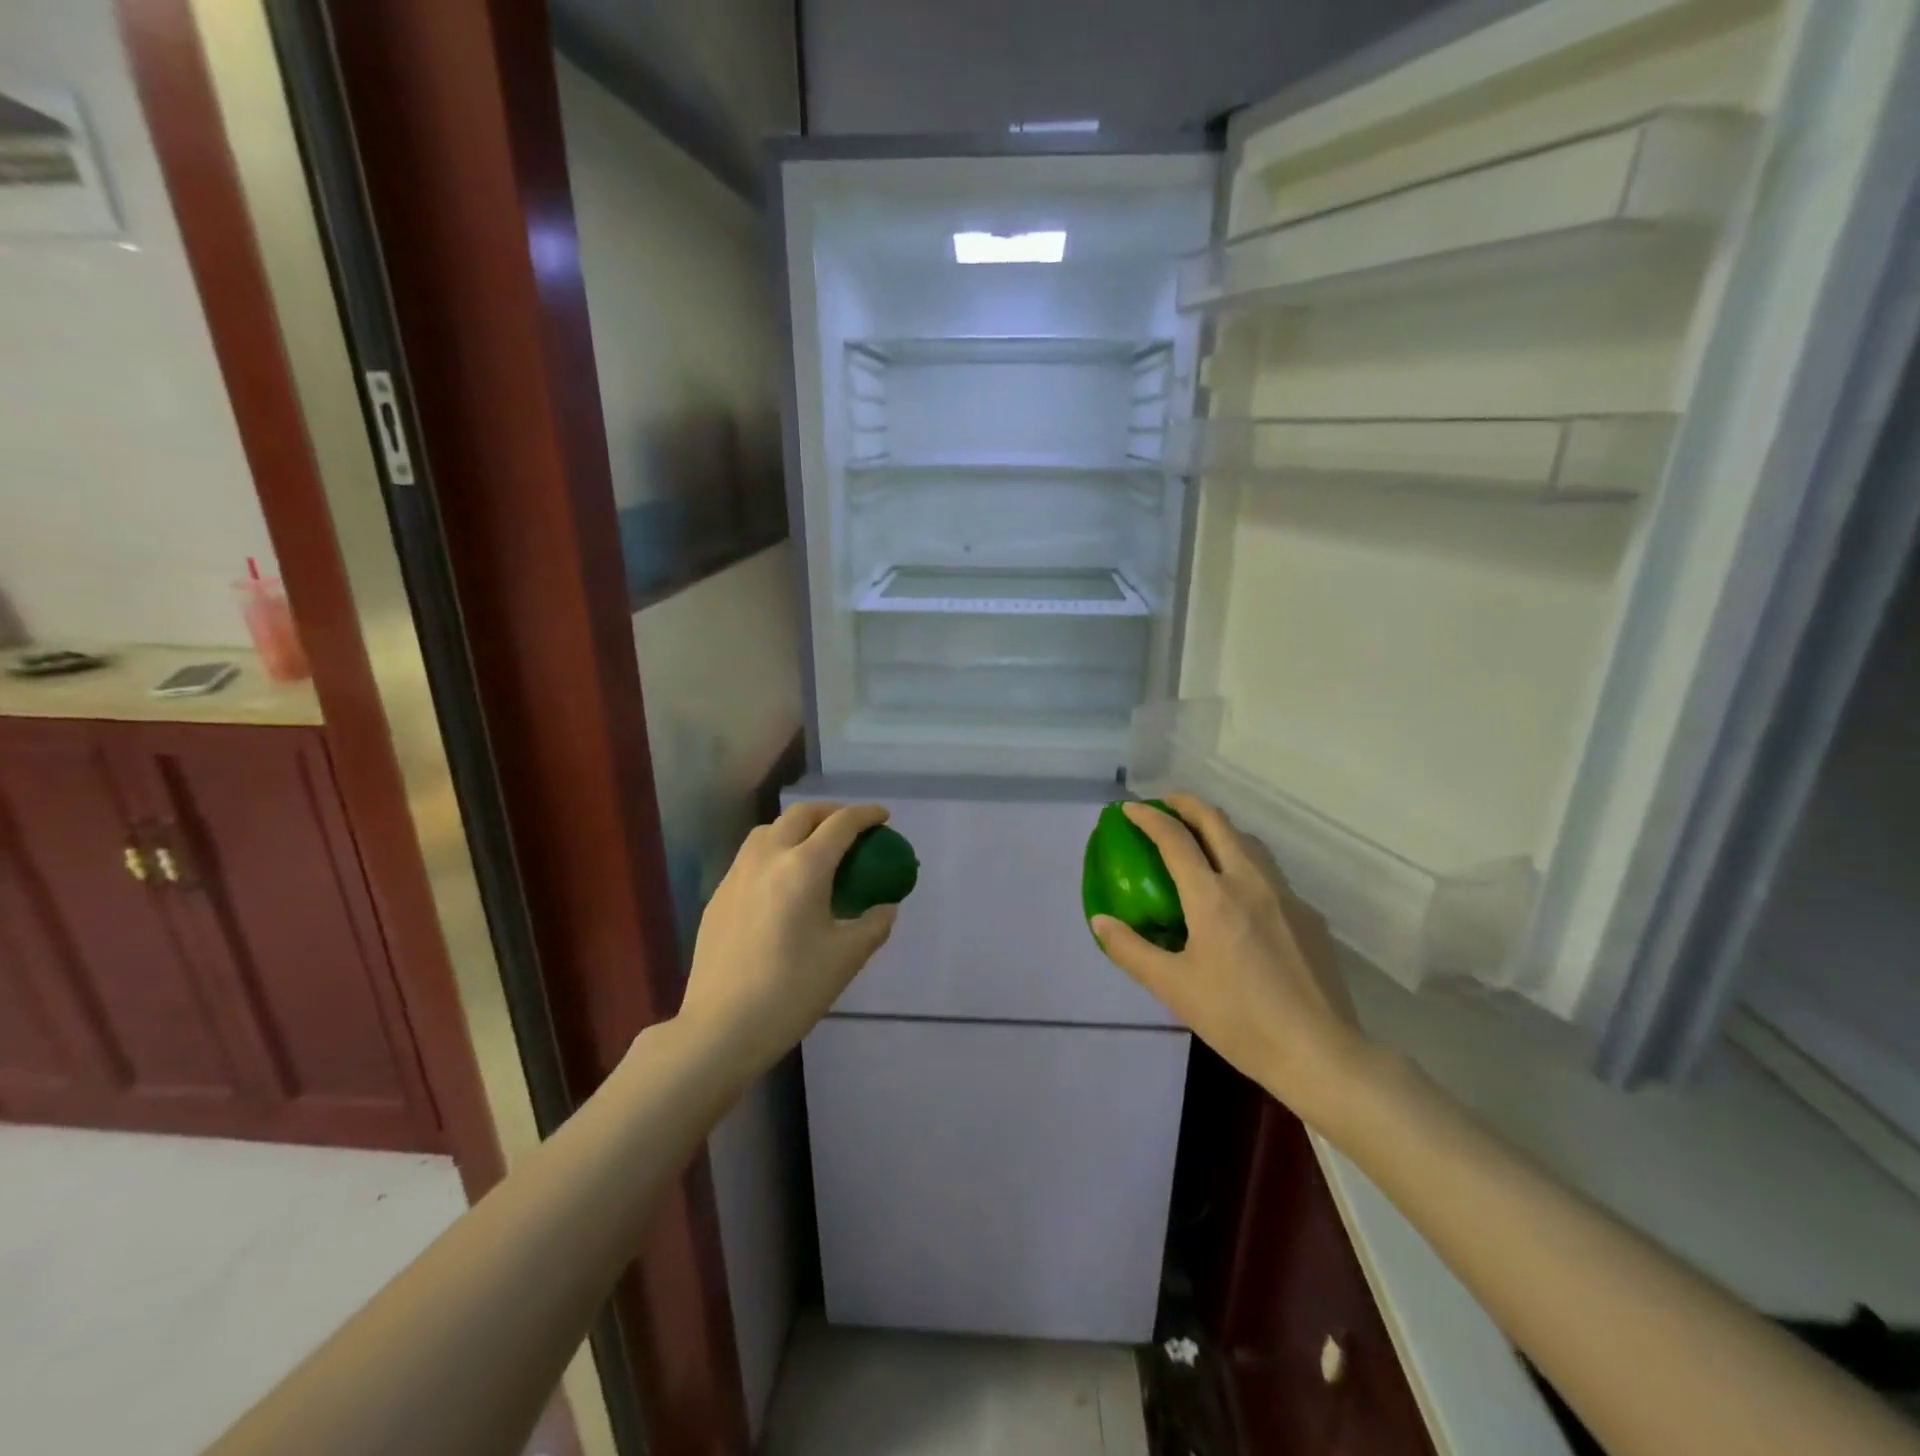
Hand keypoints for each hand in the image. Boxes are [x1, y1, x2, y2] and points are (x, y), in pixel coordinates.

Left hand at [676, 802, 899, 1080]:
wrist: (722, 1027)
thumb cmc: (792, 990)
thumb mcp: (846, 958)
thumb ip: (873, 924)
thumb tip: (885, 907)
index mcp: (804, 867)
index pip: (841, 824)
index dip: (866, 815)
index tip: (883, 816)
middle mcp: (768, 858)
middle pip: (801, 815)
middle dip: (830, 812)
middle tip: (851, 827)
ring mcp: (737, 874)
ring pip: (769, 829)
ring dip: (798, 826)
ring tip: (815, 846)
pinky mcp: (719, 895)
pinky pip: (751, 855)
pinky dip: (775, 849)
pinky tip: (782, 880)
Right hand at [1091, 795, 1371, 1127]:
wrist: (1321, 1053)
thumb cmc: (1239, 1020)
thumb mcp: (1174, 988)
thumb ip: (1131, 950)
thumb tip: (1100, 921)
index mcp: (1213, 897)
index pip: (1175, 838)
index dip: (1149, 817)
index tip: (1129, 809)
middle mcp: (1251, 882)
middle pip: (1218, 822)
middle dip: (1187, 804)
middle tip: (1164, 806)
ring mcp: (1286, 895)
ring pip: (1249, 841)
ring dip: (1219, 827)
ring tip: (1199, 839)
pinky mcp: (1309, 915)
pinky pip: (1270, 872)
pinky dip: (1244, 860)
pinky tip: (1239, 894)